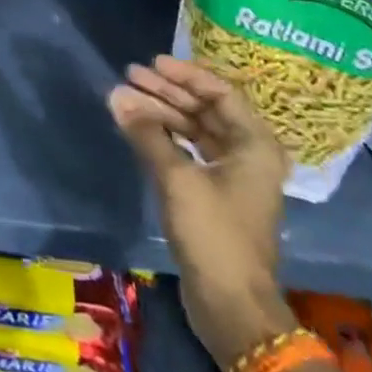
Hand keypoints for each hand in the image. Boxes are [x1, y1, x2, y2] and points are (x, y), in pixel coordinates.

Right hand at [109, 55, 294, 363]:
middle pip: (206, 110)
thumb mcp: (177, 179)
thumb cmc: (214, 235)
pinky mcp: (216, 196)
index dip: (185, 75)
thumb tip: (116, 95)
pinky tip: (141, 130)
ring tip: (127, 100)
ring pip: (197, 131)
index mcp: (255, 145)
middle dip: (168, 93)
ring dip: (164, 114)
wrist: (232, 308)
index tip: (152, 63)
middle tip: (131, 77)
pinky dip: (166, 138)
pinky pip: (191, 152)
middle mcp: (249, 155)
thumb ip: (146, 133)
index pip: (220, 93)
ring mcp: (234, 177)